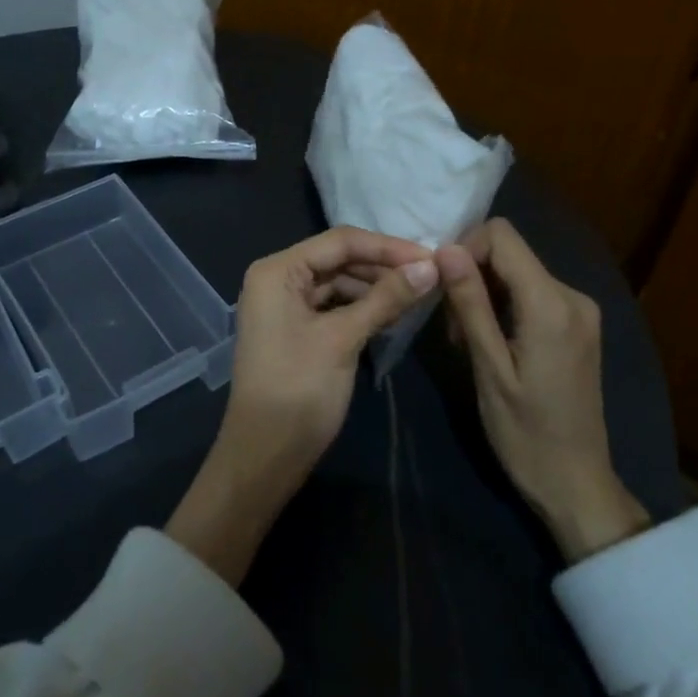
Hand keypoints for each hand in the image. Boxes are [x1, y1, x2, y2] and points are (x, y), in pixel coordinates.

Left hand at [167, 228, 436, 583]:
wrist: (265, 454)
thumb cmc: (299, 389)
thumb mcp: (344, 338)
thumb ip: (386, 297)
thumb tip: (431, 265)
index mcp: (277, 271)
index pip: (340, 242)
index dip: (388, 247)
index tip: (432, 257)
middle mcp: (277, 279)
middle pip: (339, 259)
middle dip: (383, 266)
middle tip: (431, 276)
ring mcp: (285, 306)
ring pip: (339, 283)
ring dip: (376, 288)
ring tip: (419, 295)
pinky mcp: (296, 329)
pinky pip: (334, 306)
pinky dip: (362, 308)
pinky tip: (393, 315)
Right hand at [435, 219, 648, 562]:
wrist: (575, 482)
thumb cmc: (525, 432)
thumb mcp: (488, 368)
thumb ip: (470, 304)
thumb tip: (446, 249)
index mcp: (552, 304)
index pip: (502, 236)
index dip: (464, 250)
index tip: (442, 289)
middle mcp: (573, 296)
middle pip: (509, 253)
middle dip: (472, 277)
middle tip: (453, 329)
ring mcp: (579, 310)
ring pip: (517, 273)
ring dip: (484, 295)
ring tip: (468, 343)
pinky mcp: (577, 325)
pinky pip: (531, 294)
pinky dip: (503, 307)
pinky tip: (491, 344)